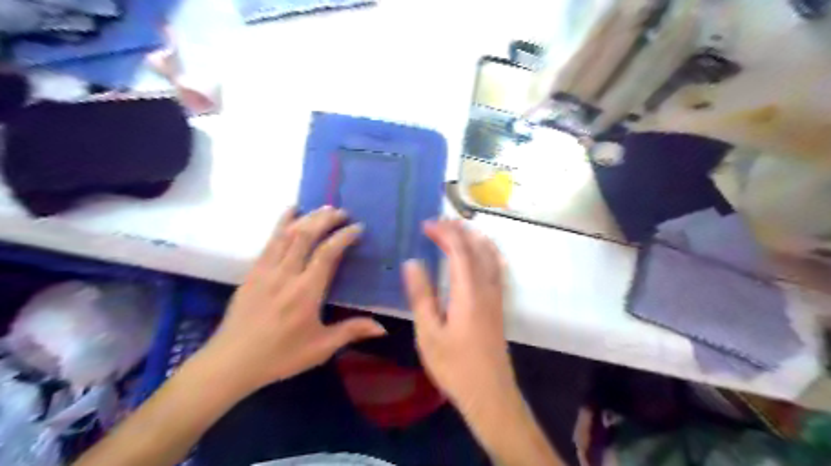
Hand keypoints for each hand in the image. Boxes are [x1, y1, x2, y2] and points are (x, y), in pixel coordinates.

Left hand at [201, 205, 386, 394]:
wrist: (230, 362)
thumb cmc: (280, 356)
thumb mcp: (320, 348)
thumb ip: (352, 331)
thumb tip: (383, 328)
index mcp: (306, 292)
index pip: (328, 253)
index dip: (344, 236)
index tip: (358, 228)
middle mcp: (286, 274)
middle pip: (306, 235)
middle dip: (326, 219)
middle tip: (342, 212)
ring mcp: (266, 270)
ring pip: (287, 234)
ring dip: (307, 217)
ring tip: (323, 208)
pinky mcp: (252, 271)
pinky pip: (269, 240)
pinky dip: (282, 222)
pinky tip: (290, 211)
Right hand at [404, 220, 516, 413]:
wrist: (490, 394)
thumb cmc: (455, 366)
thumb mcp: (429, 333)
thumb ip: (421, 295)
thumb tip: (412, 262)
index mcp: (468, 292)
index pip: (459, 249)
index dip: (444, 232)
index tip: (425, 225)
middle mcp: (486, 288)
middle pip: (477, 247)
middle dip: (459, 230)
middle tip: (438, 223)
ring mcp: (496, 296)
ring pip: (491, 255)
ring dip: (474, 238)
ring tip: (458, 230)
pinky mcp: (499, 305)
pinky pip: (496, 267)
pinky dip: (487, 252)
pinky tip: (481, 255)